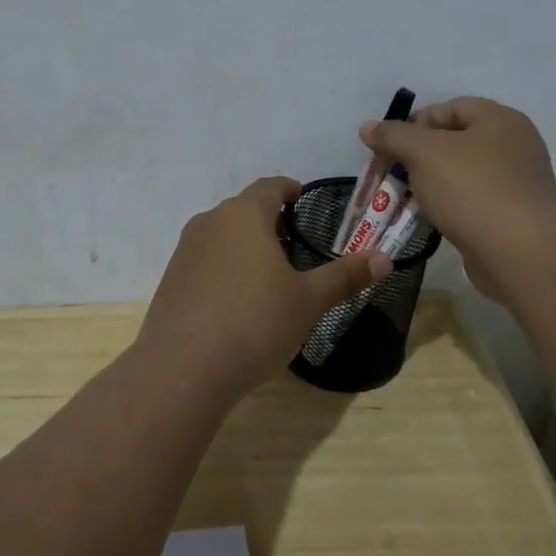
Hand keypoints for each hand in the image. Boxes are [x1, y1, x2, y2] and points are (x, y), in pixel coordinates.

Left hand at [136, 177, 391, 393]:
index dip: (288, 189)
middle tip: (295, 247)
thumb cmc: (255, 322)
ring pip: (222, 235)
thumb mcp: (308, 300)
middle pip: (244, 210)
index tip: (301, 197)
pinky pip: (205, 261)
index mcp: (244, 215)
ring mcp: (185, 251)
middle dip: (270, 222)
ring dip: (246, 246)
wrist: (184, 368)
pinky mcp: (171, 280)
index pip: (269, 187)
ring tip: (269, 276)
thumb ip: (345, 275)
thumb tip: (385, 258)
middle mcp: (210, 222)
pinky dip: (224, 269)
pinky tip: (237, 302)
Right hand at [360, 98, 555, 299]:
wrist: (518, 252)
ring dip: (433, 183)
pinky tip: (433, 219)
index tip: (391, 146)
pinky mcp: (517, 215)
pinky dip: (452, 205)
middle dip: (420, 155)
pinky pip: (475, 200)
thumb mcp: (423, 153)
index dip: (417, 122)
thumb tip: (369, 127)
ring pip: (464, 173)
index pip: (451, 107)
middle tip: (395, 173)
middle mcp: (516, 145)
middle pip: (457, 140)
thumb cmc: (471, 189)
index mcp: (501, 119)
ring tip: (408, 198)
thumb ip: (393, 135)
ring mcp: (520, 182)